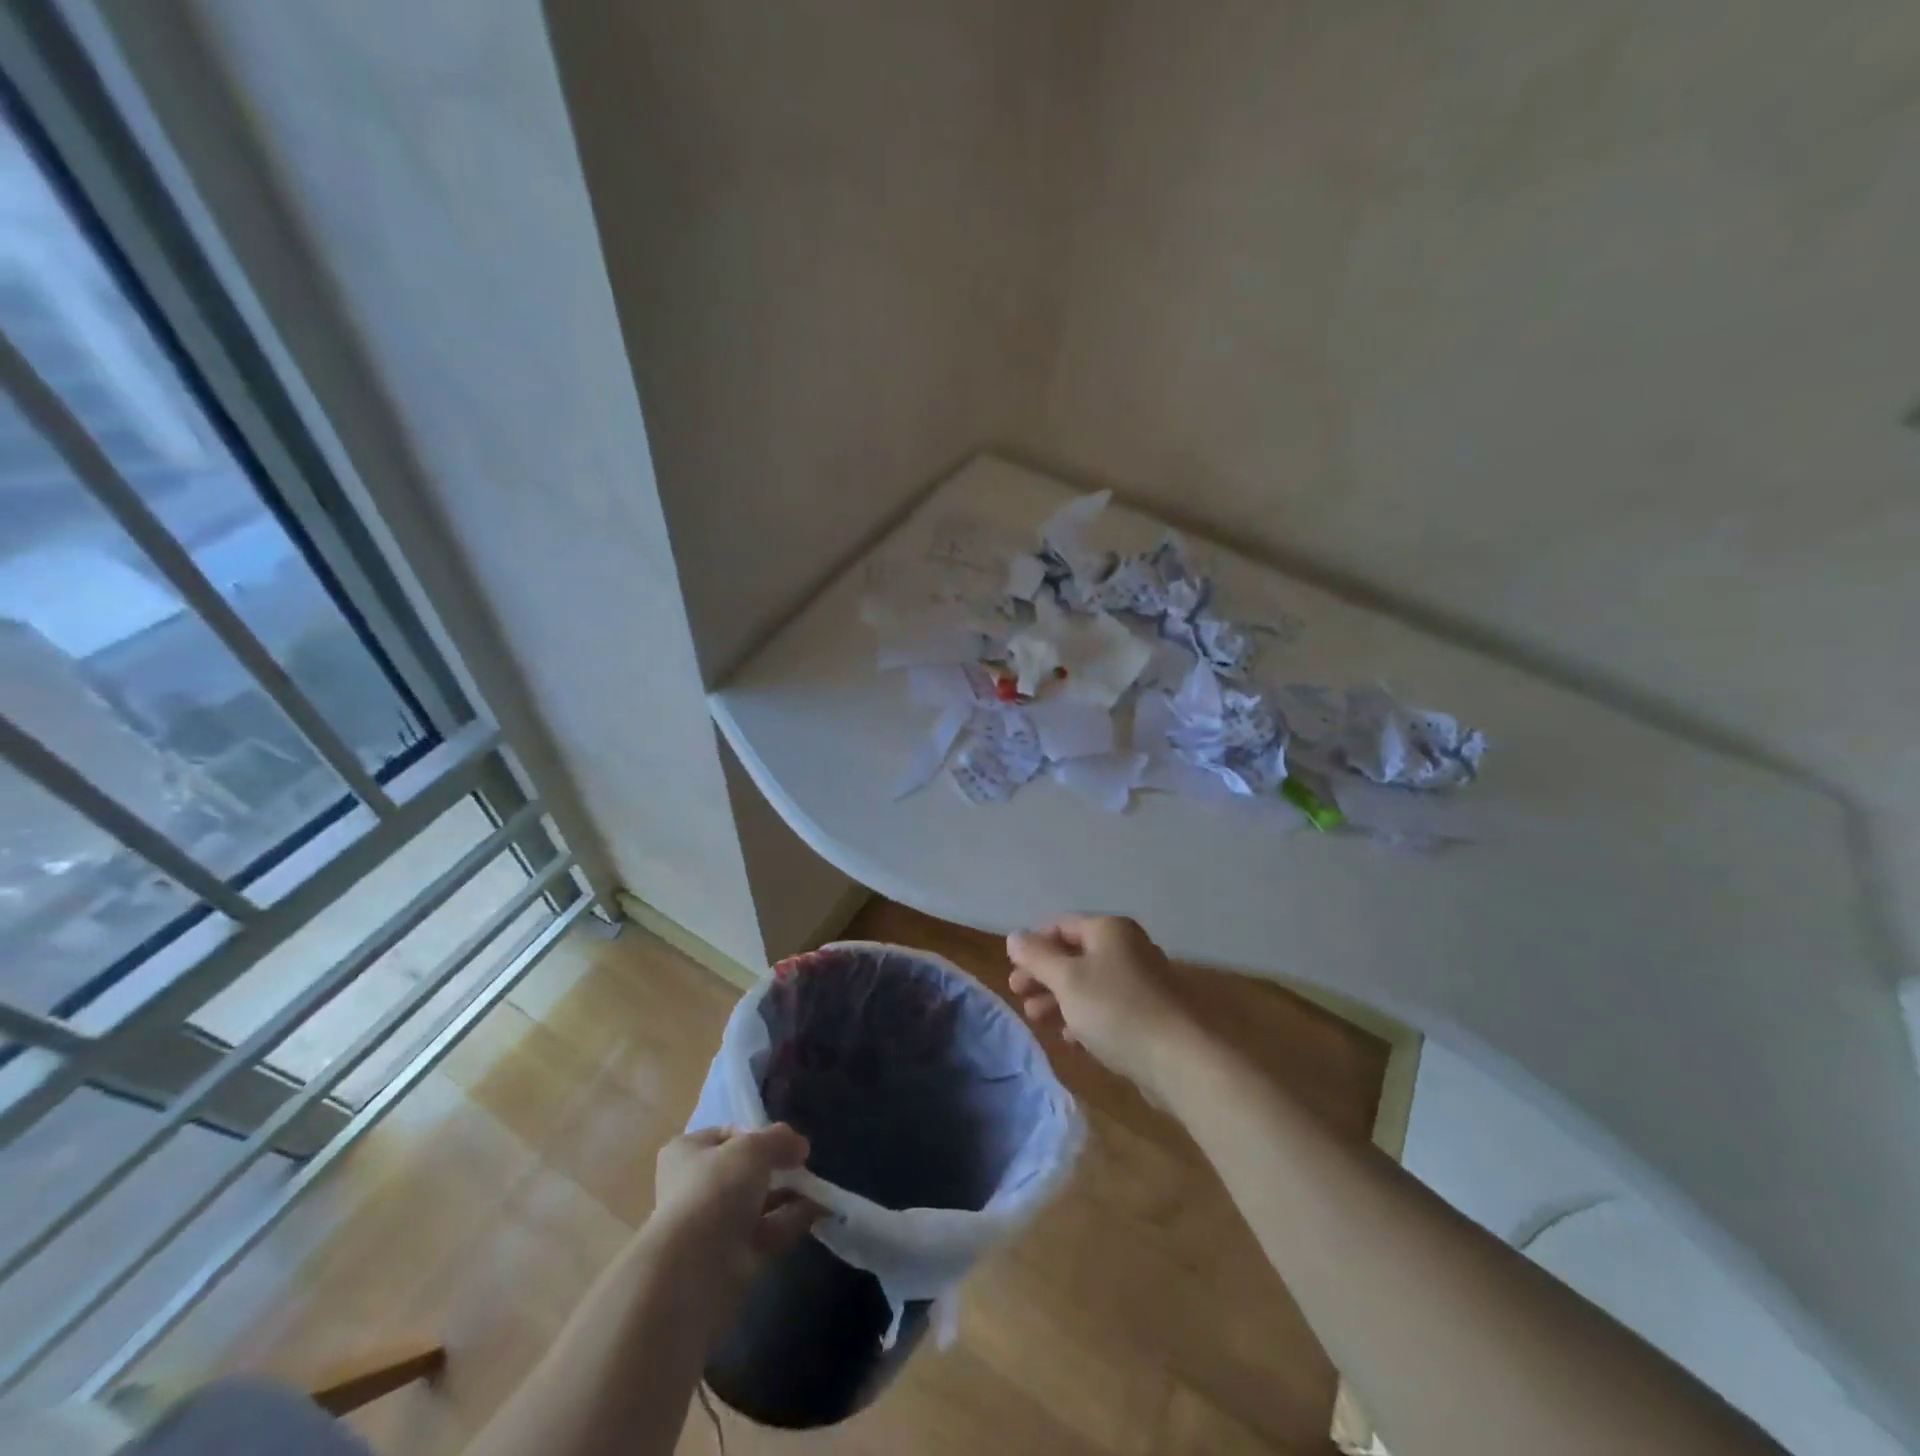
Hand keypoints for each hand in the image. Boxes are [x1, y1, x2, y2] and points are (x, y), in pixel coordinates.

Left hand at [645, 1125, 819, 1325]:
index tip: (784, 1140)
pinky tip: (816, 1211)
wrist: (695, 1268)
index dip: (758, 1133)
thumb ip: (779, 1139)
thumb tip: (799, 1145)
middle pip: (744, 1171)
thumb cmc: (716, 1189)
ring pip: (757, 1202)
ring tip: (818, 1187)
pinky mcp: (731, 1257)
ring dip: (788, 1194)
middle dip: (776, 1167)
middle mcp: (695, 1187)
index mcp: (687, 1153)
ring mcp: (712, 1225)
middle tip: (803, 1163)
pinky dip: (789, 1220)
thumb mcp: (753, 1147)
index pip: (727, 1135)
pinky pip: (766, 1231)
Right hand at [1006, 915, 1197, 1098]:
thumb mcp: (1067, 980)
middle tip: (1019, 996)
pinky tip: (1071, 1039)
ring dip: (1059, 998)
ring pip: (1089, 983)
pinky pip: (1106, 1007)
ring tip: (1038, 1020)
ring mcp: (1140, 981)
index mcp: (1109, 930)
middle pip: (1074, 954)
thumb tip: (1014, 936)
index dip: (1034, 944)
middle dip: (1043, 975)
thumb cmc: (1116, 1009)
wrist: (1180, 1060)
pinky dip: (1084, 1017)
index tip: (1013, 970)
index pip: (1061, 925)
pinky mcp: (1148, 1014)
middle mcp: (1127, 948)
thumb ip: (1037, 956)